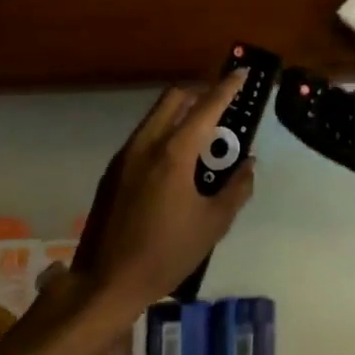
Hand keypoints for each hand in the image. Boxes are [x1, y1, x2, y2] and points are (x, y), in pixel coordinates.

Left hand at [70, 71, 253, 313]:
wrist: (106, 281)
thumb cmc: (166, 253)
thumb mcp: (214, 224)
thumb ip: (236, 189)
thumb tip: (248, 165)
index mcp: (173, 153)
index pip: (206, 108)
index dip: (226, 88)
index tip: (241, 74)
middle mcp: (146, 144)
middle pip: (174, 98)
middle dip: (200, 93)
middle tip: (223, 105)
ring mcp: (125, 155)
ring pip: (156, 115)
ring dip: (182, 112)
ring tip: (204, 134)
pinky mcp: (113, 170)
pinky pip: (145, 135)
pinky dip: (166, 131)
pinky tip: (178, 159)